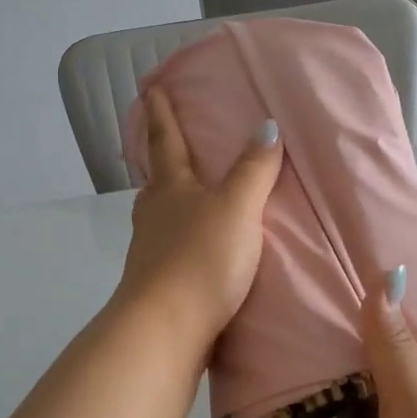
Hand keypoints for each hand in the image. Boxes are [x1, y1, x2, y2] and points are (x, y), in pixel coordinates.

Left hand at [113, 87, 283, 352]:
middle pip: (157, 180)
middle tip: (173, 148)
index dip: (160, 114)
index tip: (150, 89)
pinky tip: (200, 249)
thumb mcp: (236, 208)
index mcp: (171, 188)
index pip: (165, 141)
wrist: (165, 329)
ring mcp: (151, 251)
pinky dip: (185, 239)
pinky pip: (173, 249)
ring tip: (192, 198)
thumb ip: (253, 170)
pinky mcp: (159, 283)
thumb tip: (266, 125)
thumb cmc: (200, 259)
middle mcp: (154, 214)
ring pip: (161, 215)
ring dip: (173, 202)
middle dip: (164, 161)